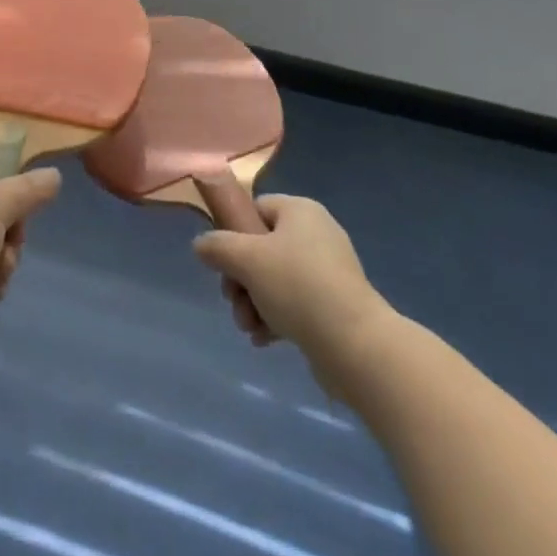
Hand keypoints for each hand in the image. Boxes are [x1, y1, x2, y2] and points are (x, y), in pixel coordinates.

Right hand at [193, 195, 384, 365]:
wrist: (356, 346)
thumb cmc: (298, 287)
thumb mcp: (247, 260)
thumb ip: (217, 247)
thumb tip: (200, 245)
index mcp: (300, 210)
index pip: (256, 209)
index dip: (235, 233)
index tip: (224, 263)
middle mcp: (317, 233)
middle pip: (262, 248)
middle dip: (241, 279)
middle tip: (233, 301)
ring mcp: (329, 270)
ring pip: (276, 279)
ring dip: (254, 302)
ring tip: (249, 328)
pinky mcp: (337, 304)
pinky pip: (296, 303)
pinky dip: (276, 317)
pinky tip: (265, 339)